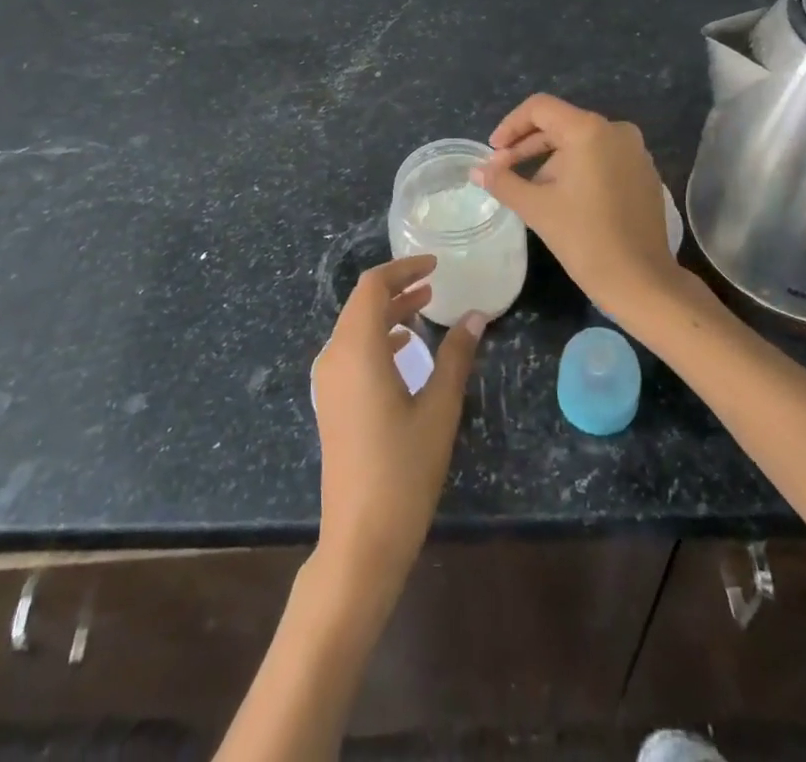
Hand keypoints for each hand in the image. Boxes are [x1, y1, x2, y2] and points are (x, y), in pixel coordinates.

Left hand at [312, 255, 483, 590]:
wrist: (360, 538)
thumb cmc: (404, 470)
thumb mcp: (439, 409)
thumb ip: (456, 356)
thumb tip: (477, 316)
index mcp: (357, 349)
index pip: (373, 287)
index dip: (403, 269)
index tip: (435, 266)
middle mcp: (335, 356)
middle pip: (361, 303)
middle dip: (397, 287)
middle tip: (434, 283)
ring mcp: (328, 380)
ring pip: (355, 326)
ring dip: (388, 312)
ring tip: (424, 308)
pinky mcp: (331, 401)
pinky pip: (351, 350)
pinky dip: (377, 337)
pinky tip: (404, 347)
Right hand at [472, 93, 706, 335]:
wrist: (641, 281)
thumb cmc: (584, 238)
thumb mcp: (536, 207)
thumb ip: (502, 181)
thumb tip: (477, 170)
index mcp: (589, 130)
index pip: (540, 108)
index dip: (510, 126)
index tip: (493, 152)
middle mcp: (616, 130)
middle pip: (560, 124)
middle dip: (527, 146)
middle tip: (502, 171)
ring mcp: (635, 151)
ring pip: (580, 142)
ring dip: (550, 160)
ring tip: (530, 190)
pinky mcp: (644, 173)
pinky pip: (601, 157)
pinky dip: (577, 168)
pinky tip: (562, 197)